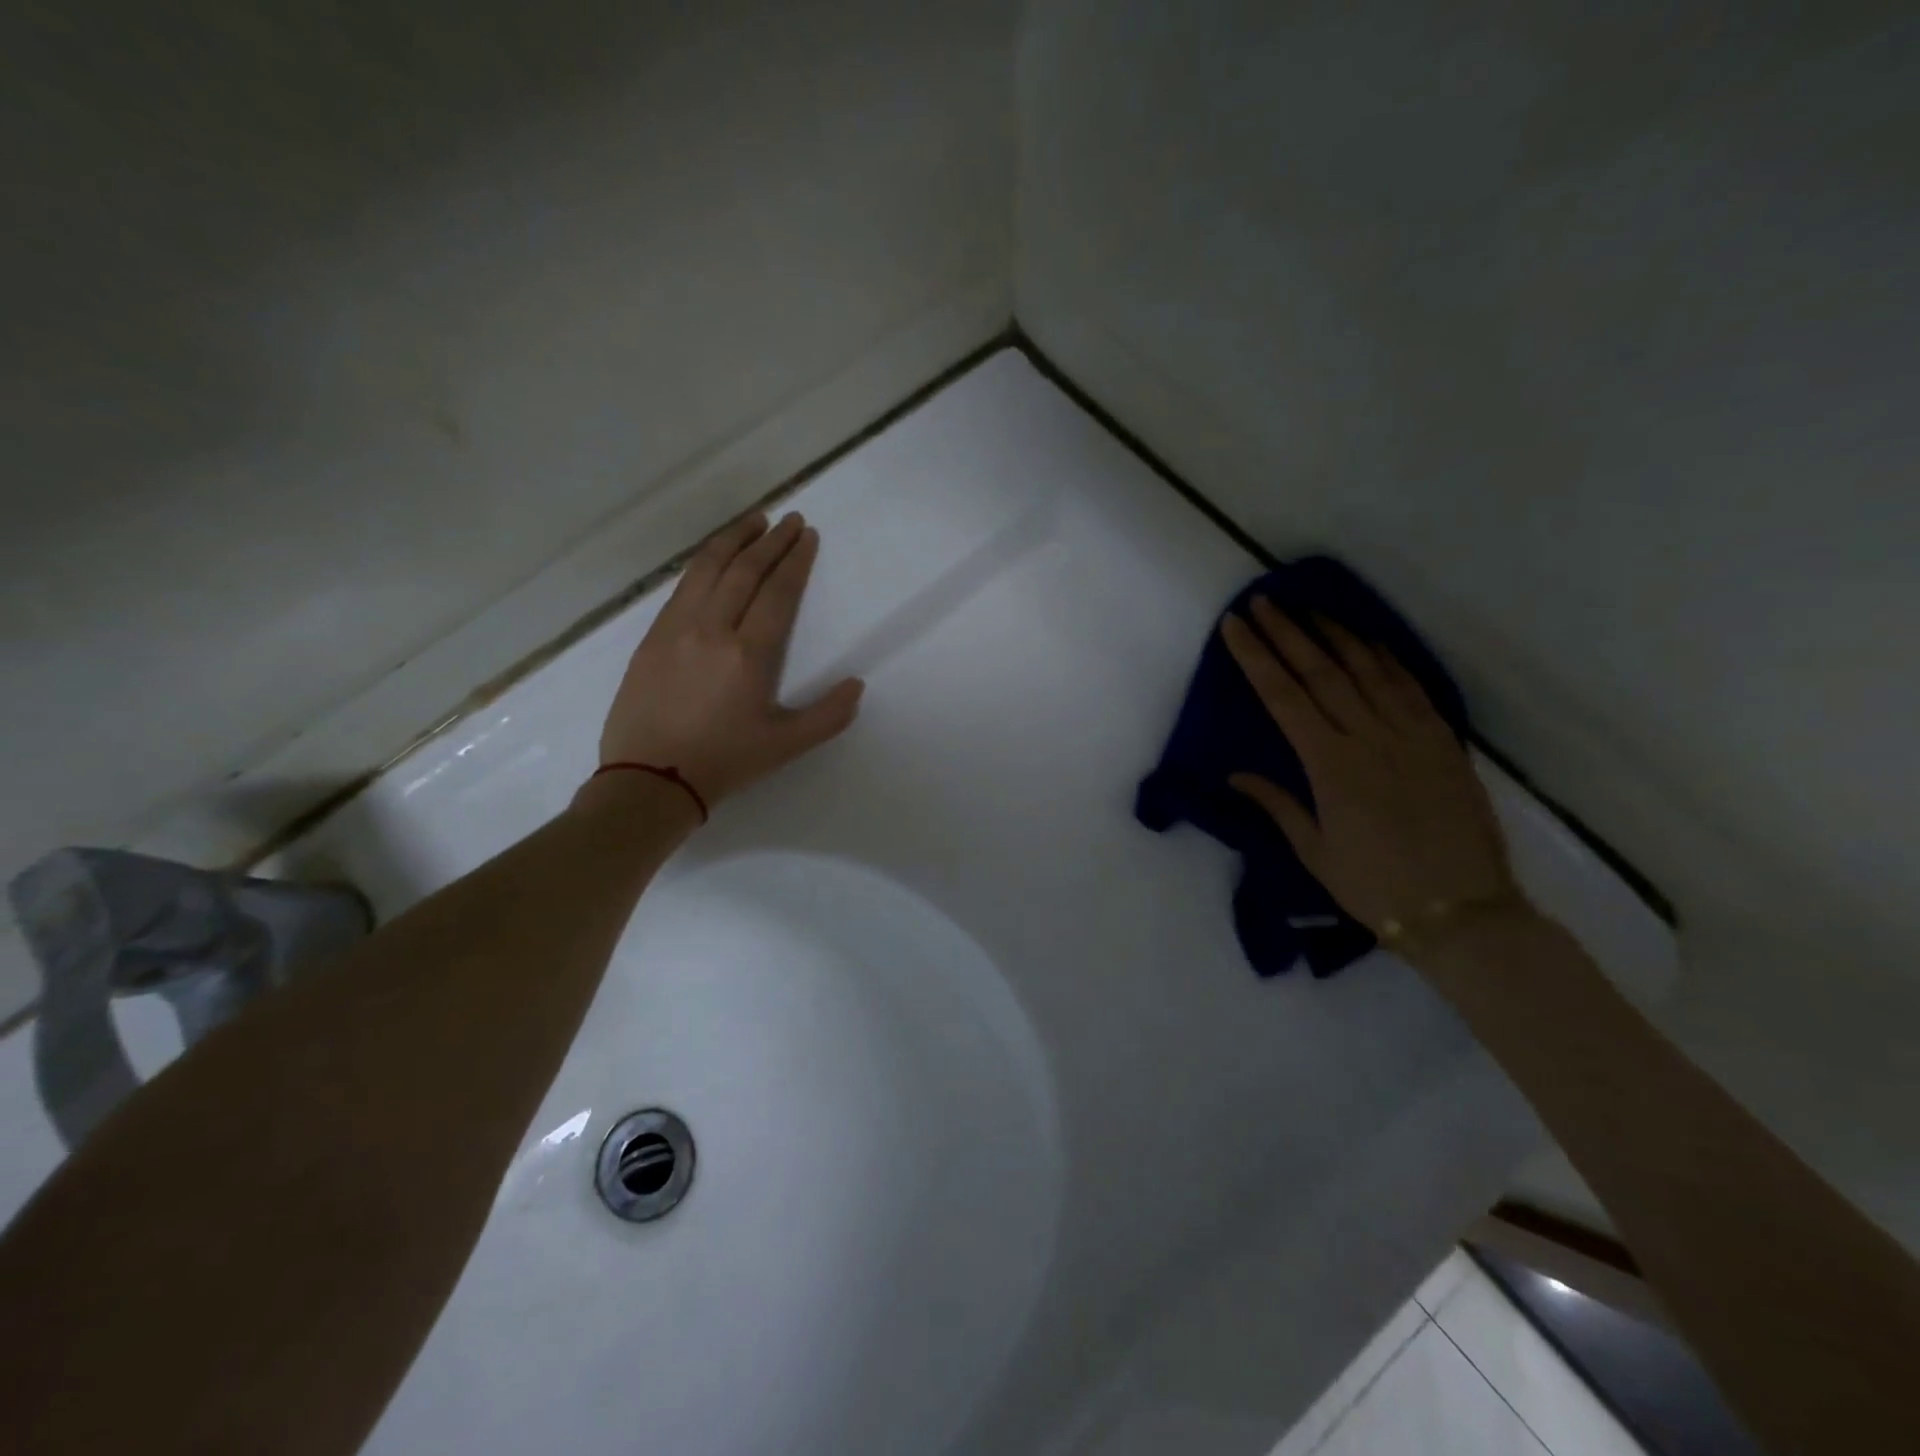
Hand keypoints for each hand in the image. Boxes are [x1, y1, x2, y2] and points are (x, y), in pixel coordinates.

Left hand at [598, 510, 863, 805]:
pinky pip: (683, 585)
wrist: (650, 778)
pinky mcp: (653, 636)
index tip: (807, 536)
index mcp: (749, 654)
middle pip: (744, 570)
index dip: (795, 561)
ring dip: (734, 539)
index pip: (777, 592)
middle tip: (790, 520)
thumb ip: (827, 716)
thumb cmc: (724, 762)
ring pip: (708, 568)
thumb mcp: (786, 746)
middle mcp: (712, 629)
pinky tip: (715, 556)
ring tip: (754, 520)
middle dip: (771, 541)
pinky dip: (704, 562)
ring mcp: (677, 628)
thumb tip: (856, 684)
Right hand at [1220, 598, 1521, 934]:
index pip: (1283, 698)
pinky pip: (1411, 687)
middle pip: (1321, 672)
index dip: (1256, 658)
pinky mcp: (1443, 741)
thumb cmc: (1373, 885)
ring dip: (1335, 634)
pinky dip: (1387, 658)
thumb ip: (1277, 804)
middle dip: (1288, 633)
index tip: (1235, 627)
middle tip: (1264, 601)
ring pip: (1368, 670)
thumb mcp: (1314, 851)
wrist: (1460, 910)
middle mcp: (1369, 738)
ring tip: (1310, 607)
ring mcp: (1411, 735)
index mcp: (1330, 766)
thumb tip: (1236, 774)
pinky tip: (1369, 640)